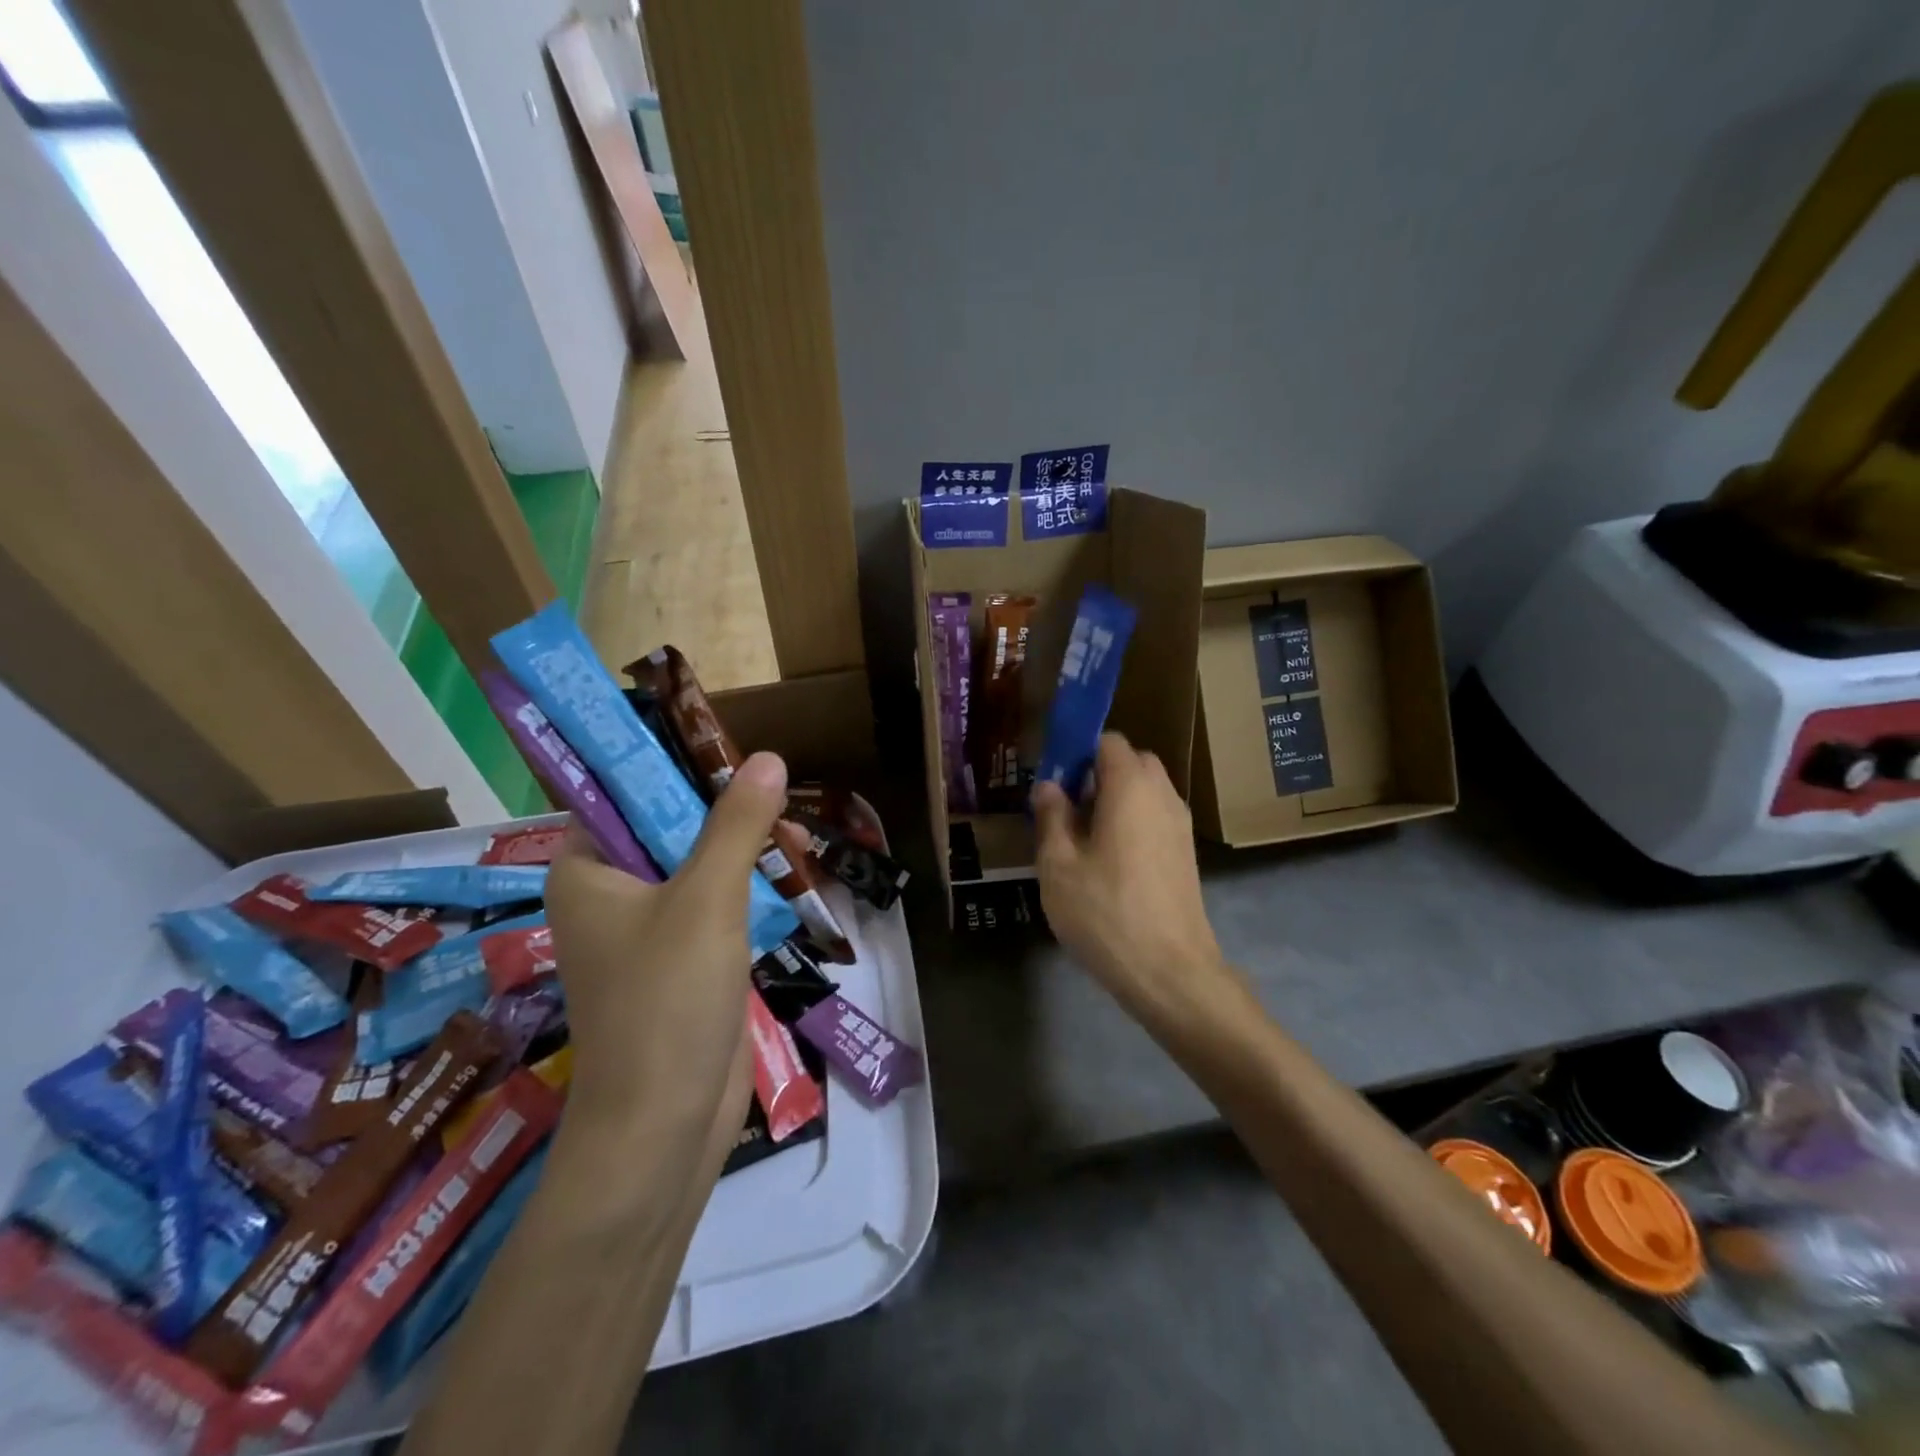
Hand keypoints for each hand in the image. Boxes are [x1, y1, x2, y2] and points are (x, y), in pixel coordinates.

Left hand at [541, 751, 788, 1149]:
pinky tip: (788, 881)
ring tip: (795, 845)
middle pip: (668, 827)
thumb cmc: (668, 1001)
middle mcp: (609, 895)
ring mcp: (647, 931)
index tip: (729, 755)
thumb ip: (737, 826)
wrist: (664, 1125)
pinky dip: (748, 891)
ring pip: (698, 867)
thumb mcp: (707, 900)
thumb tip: (767, 758)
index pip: (620, 794)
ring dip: (743, 852)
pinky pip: (714, 906)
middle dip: (724, 813)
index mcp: (587, 871)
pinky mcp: (682, 962)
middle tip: (776, 802)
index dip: (672, 767)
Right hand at [1032, 733, 1232, 1027]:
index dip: (1078, 751)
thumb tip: (1049, 786)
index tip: (1054, 780)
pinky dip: (1133, 821)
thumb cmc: (1106, 912)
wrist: (1170, 972)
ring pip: (1146, 791)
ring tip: (1084, 838)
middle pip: (1131, 762)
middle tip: (1066, 809)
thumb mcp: (1059, 865)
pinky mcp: (1186, 853)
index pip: (1108, 740)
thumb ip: (1051, 816)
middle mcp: (1162, 795)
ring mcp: (1180, 824)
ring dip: (1116, 799)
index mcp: (1130, 787)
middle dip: (1098, 773)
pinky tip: (1109, 861)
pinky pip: (1156, 817)